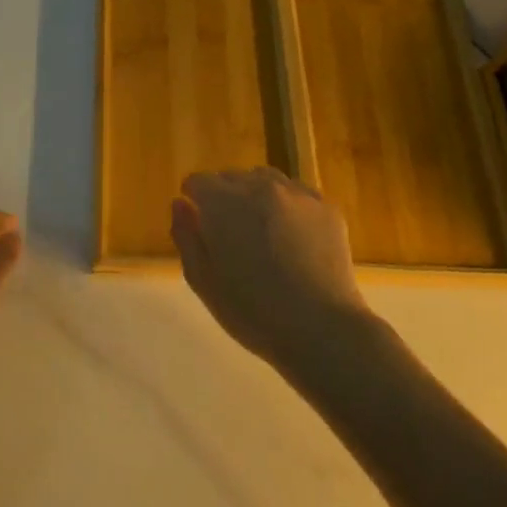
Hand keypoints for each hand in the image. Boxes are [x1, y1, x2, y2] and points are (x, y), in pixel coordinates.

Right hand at [171, 168, 372, 370]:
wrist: (320, 328)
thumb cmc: (252, 311)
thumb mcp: (203, 280)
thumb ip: (186, 236)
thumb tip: (180, 203)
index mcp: (223, 203)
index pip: (198, 181)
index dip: (194, 199)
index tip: (199, 224)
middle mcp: (259, 187)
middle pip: (231, 177)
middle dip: (224, 198)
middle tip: (230, 235)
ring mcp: (297, 194)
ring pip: (265, 180)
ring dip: (255, 197)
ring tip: (261, 232)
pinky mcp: (326, 207)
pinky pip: (297, 194)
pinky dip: (287, 206)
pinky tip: (292, 238)